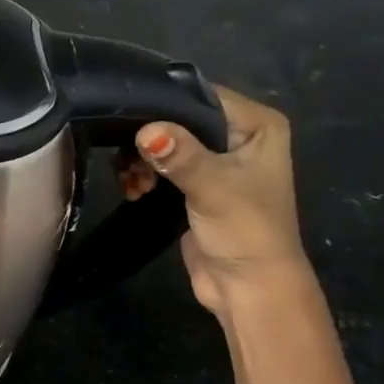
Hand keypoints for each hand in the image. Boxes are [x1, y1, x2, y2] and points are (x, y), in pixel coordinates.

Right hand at [127, 86, 312, 317]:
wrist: (247, 287)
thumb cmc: (245, 231)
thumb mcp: (213, 188)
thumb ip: (180, 156)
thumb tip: (145, 131)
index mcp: (257, 126)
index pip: (202, 96)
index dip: (164, 105)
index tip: (126, 117)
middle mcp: (239, 137)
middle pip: (179, 120)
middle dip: (148, 139)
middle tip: (128, 163)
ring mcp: (216, 162)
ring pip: (165, 144)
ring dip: (141, 161)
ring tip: (132, 184)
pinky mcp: (195, 186)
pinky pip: (161, 167)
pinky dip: (143, 175)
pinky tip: (134, 191)